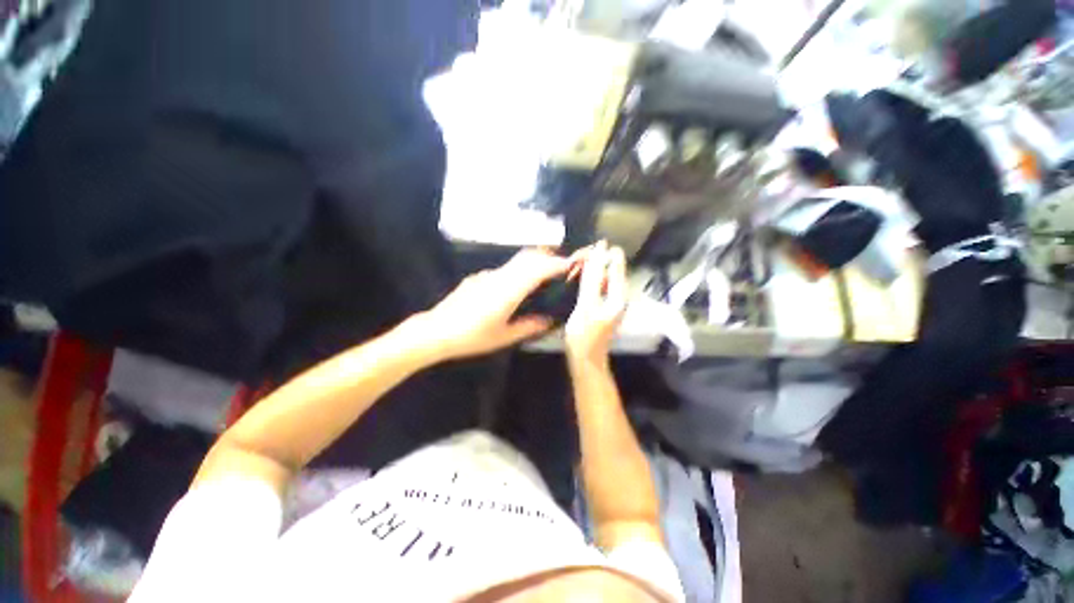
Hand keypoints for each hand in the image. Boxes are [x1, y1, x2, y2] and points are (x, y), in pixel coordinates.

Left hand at [419, 249, 570, 359]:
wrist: (436, 331)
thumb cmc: (471, 337)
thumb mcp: (503, 337)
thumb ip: (528, 326)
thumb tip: (548, 321)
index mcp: (508, 292)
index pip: (537, 269)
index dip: (556, 264)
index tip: (571, 266)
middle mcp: (499, 277)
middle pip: (528, 257)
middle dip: (548, 257)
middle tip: (562, 267)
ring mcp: (487, 275)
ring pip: (516, 261)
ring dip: (534, 262)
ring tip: (544, 275)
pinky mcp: (479, 277)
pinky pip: (505, 269)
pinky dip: (519, 270)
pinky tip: (518, 287)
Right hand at [565, 242, 627, 365]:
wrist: (585, 360)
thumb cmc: (584, 335)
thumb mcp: (586, 304)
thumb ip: (592, 277)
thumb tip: (599, 249)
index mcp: (619, 291)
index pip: (614, 258)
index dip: (597, 253)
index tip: (577, 259)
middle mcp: (619, 291)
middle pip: (608, 264)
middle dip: (590, 261)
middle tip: (570, 268)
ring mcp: (611, 297)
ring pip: (600, 273)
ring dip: (586, 270)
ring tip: (569, 274)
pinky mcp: (603, 301)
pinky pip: (596, 282)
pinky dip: (585, 279)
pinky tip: (573, 281)